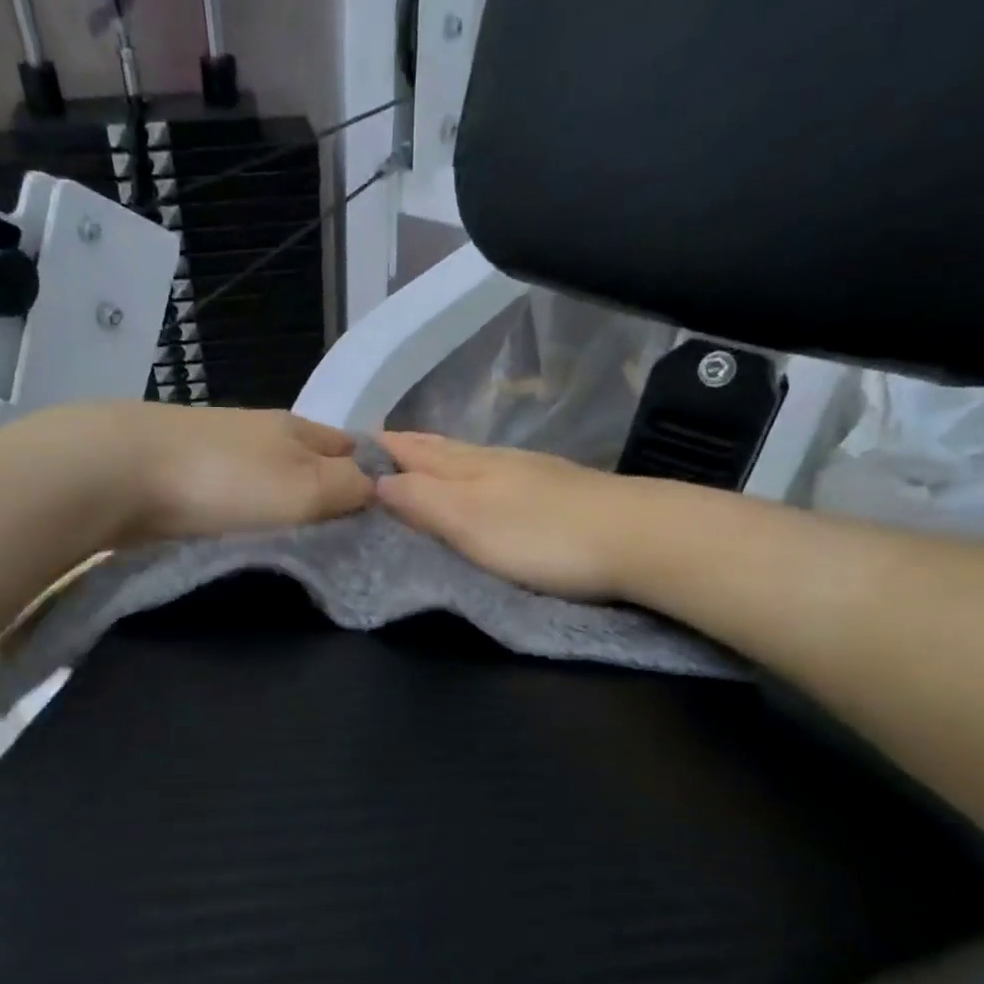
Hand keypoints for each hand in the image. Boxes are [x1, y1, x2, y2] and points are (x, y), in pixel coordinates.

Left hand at [77, 403, 374, 542]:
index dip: (375, 477)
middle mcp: (262, 432)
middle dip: (329, 493)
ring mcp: (219, 448)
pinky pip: (233, 493)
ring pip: (270, 477)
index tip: (385, 518)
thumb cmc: (224, 482)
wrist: (118, 471)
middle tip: (342, 542)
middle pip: (311, 462)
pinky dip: (247, 510)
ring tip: (297, 542)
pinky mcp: (183, 471)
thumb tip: (380, 487)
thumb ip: (349, 488)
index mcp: (298, 429)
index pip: (353, 448)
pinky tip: (246, 531)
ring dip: (285, 503)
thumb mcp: (305, 488)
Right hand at [376, 432, 633, 598]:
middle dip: (404, 446)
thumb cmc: (543, 536)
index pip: (411, 450)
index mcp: (467, 467)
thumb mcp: (469, 522)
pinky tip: (478, 479)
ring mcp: (529, 472)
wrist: (638, 537)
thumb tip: (376, 482)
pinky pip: (493, 471)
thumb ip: (422, 502)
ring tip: (415, 460)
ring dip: (436, 457)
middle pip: (439, 447)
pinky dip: (468, 471)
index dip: (379, 449)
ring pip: (467, 457)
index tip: (345, 447)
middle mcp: (494, 460)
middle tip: (373, 448)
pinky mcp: (555, 489)